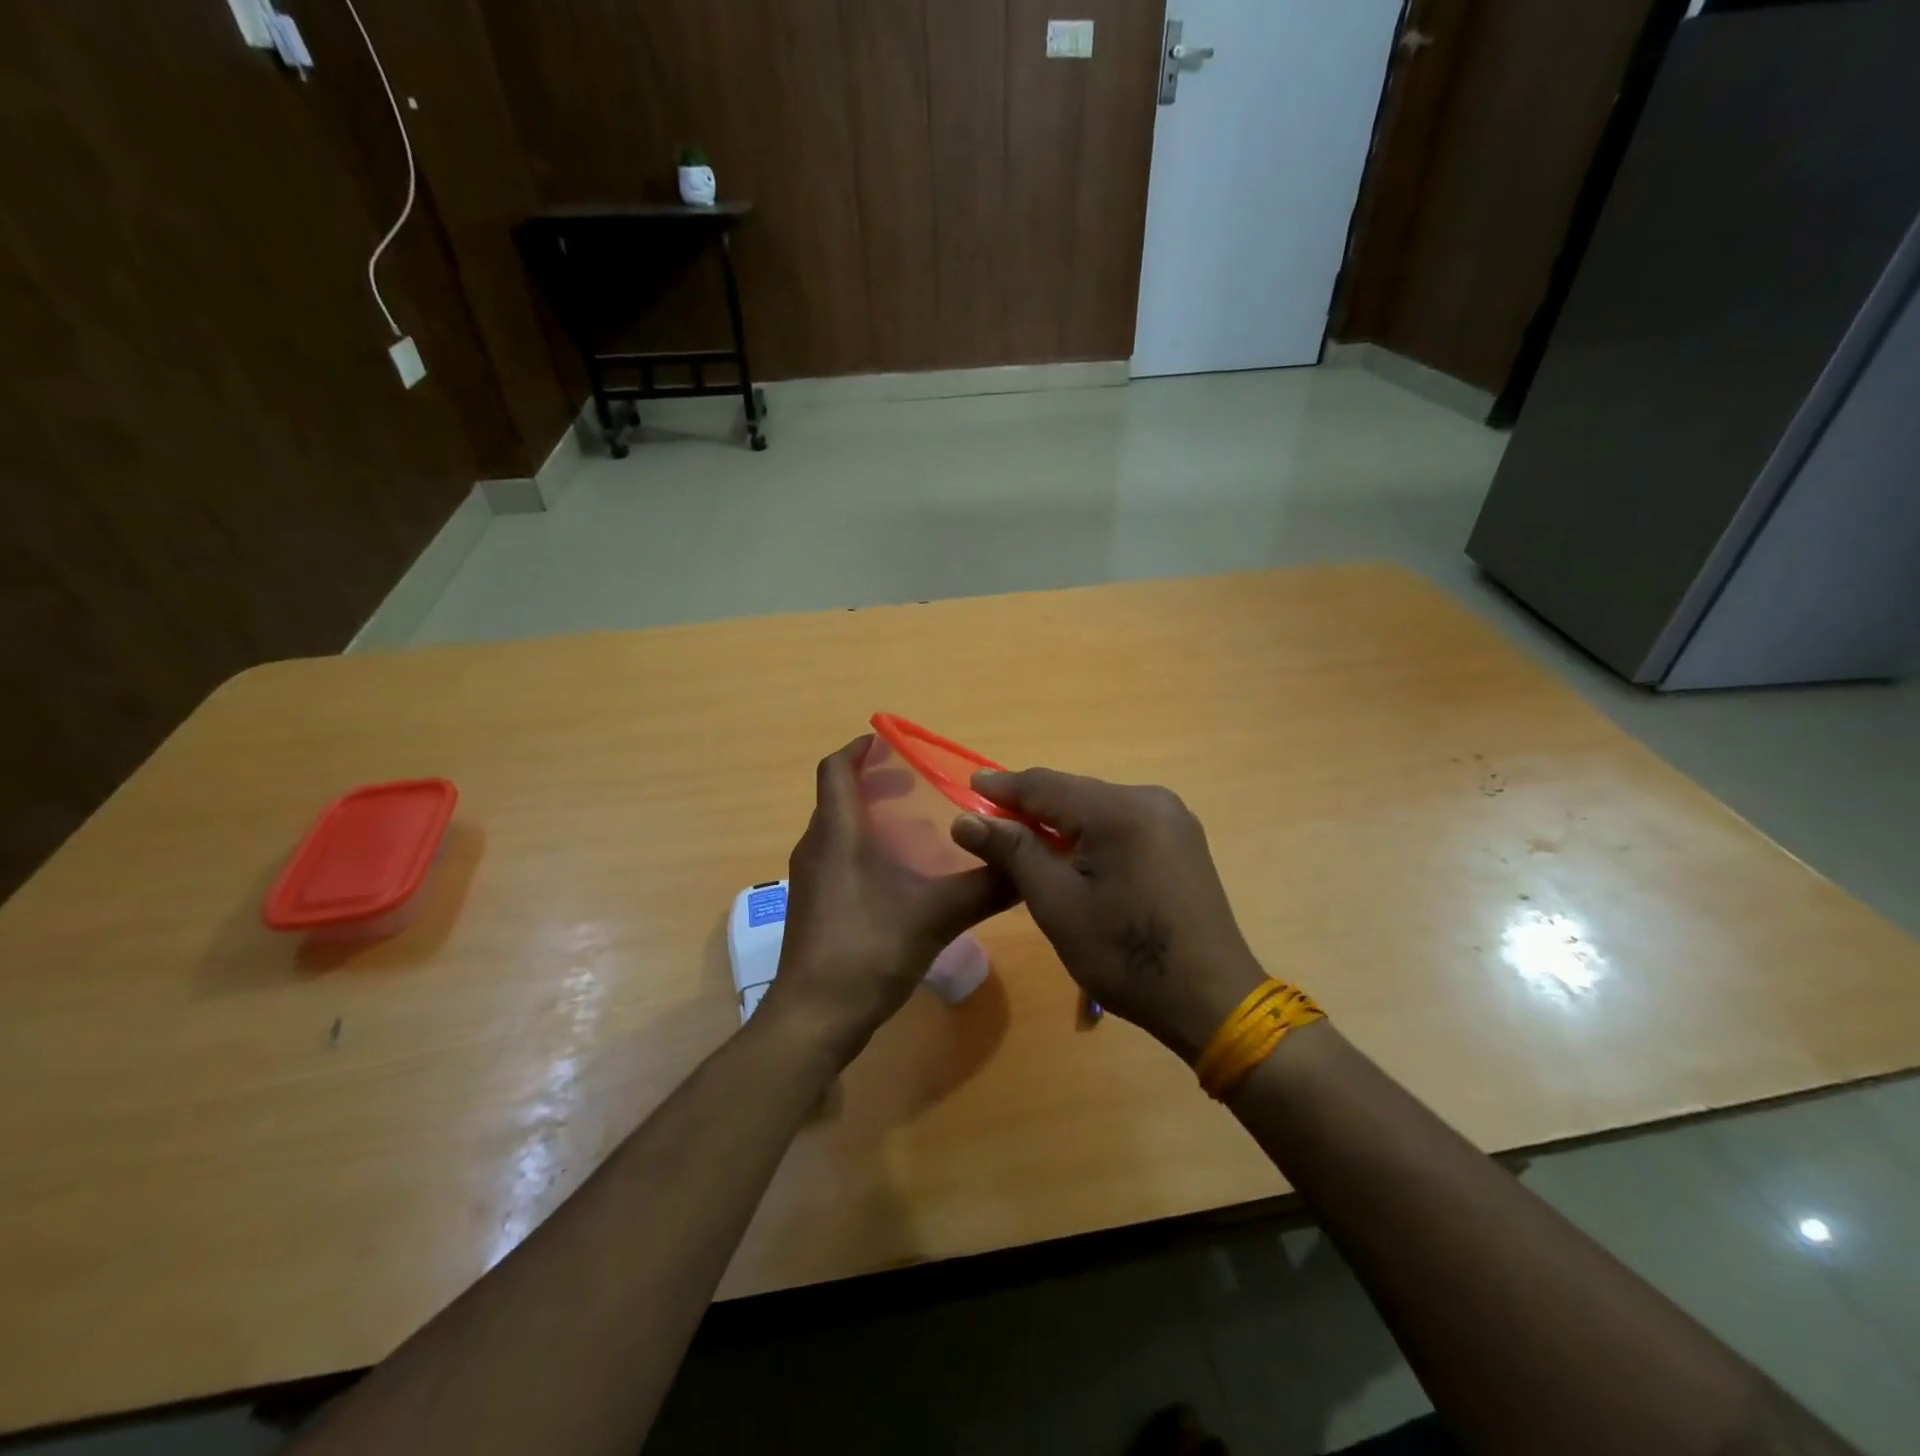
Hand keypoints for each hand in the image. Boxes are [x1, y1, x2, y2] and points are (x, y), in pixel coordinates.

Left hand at [761, 737, 1014, 1066]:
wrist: (814, 1018)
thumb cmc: (867, 951)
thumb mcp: (935, 916)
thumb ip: (984, 888)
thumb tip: (1029, 866)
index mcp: (837, 833)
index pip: (836, 769)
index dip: (860, 749)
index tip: (893, 742)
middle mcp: (817, 847)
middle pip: (840, 796)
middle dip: (877, 782)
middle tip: (921, 784)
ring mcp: (812, 879)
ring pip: (840, 829)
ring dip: (873, 816)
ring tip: (919, 826)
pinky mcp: (816, 905)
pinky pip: (839, 856)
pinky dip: (867, 847)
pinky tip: (902, 874)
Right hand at [951, 769, 1264, 1060]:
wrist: (1211, 999)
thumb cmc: (1125, 956)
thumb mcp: (1057, 904)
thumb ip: (1013, 852)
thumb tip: (966, 820)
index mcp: (1119, 810)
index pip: (1045, 785)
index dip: (1002, 787)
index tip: (968, 788)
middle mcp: (1150, 799)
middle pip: (1073, 792)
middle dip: (1030, 806)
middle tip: (989, 821)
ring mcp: (1172, 818)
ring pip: (1097, 807)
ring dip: (1060, 820)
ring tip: (1023, 838)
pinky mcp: (1182, 839)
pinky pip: (1122, 822)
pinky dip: (1090, 833)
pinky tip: (1072, 853)